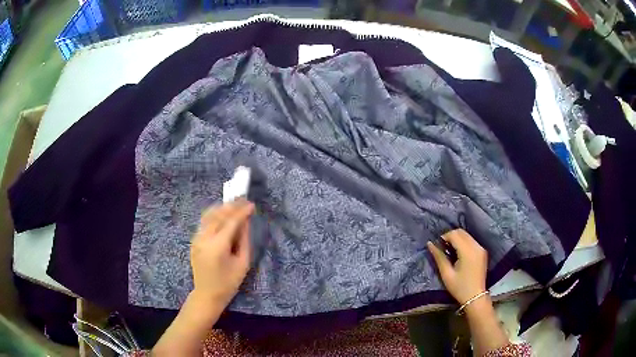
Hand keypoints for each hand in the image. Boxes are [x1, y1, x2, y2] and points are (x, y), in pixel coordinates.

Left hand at [190, 199, 254, 307]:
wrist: (207, 294)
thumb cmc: (228, 283)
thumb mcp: (242, 263)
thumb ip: (244, 240)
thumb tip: (246, 222)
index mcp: (218, 246)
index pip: (231, 222)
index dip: (242, 211)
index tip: (251, 204)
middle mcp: (204, 238)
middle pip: (218, 214)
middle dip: (231, 205)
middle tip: (243, 199)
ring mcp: (197, 238)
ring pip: (208, 215)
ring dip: (222, 207)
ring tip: (234, 203)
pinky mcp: (194, 240)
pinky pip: (204, 222)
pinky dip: (214, 215)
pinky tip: (223, 214)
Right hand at [427, 229, 487, 304]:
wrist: (475, 297)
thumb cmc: (459, 287)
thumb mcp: (446, 274)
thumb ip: (439, 257)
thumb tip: (430, 244)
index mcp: (468, 252)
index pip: (455, 234)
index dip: (444, 237)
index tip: (437, 246)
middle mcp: (476, 246)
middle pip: (462, 232)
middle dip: (451, 236)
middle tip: (442, 248)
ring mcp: (481, 248)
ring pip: (467, 235)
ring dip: (457, 239)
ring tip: (449, 251)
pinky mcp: (482, 252)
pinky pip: (471, 241)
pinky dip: (463, 242)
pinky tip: (458, 253)